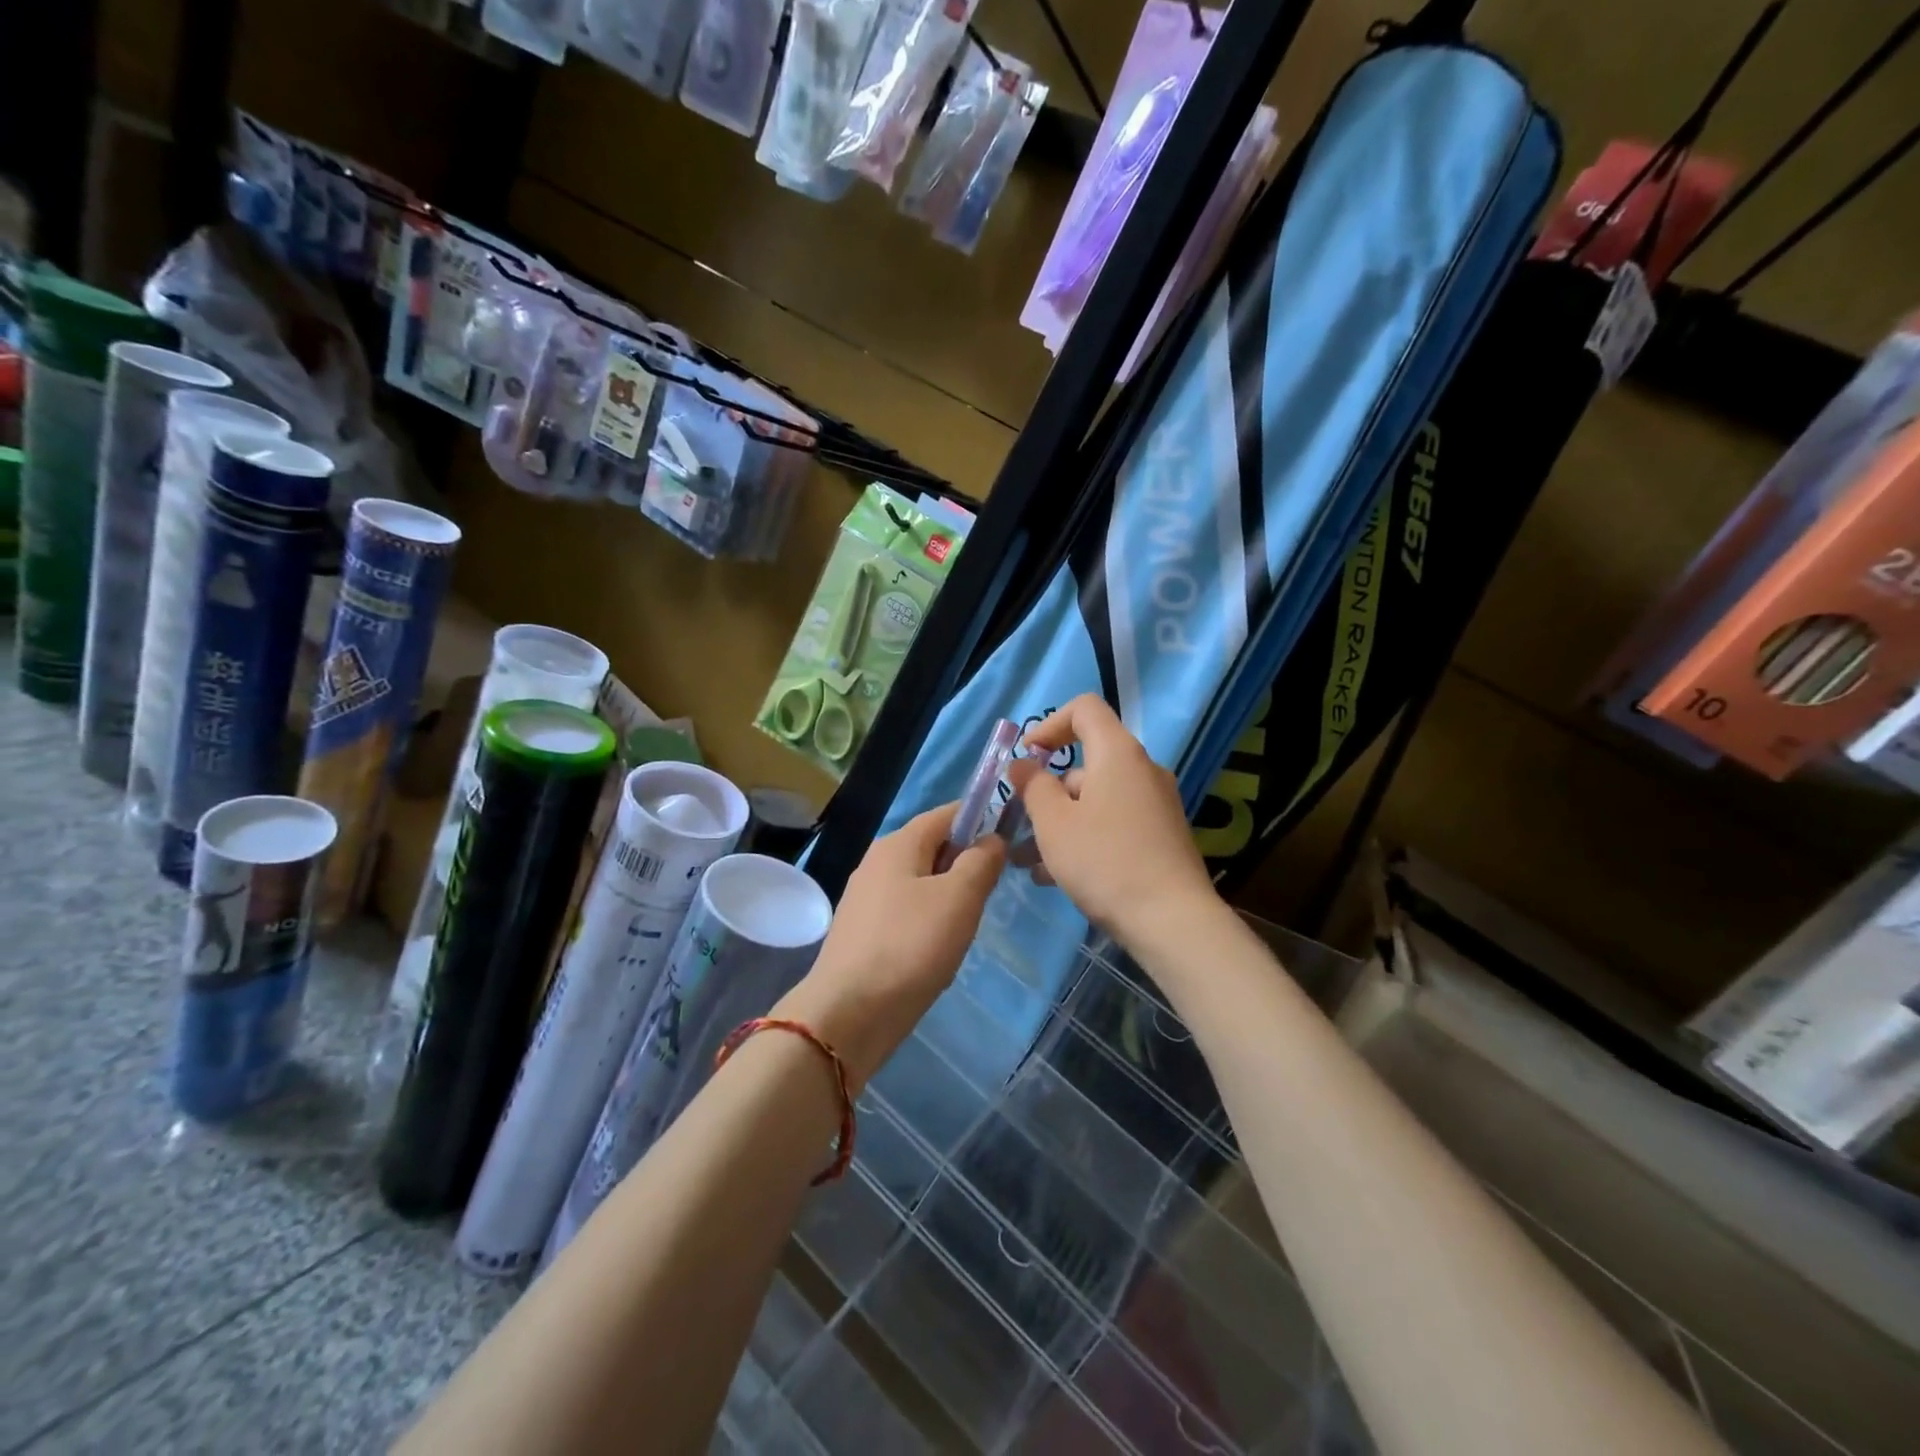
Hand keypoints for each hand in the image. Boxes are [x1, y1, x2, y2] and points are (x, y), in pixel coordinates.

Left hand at [775, 803, 1003, 1087]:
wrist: (849, 1013)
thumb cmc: (911, 946)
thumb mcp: (959, 898)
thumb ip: (981, 861)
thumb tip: (992, 839)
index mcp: (898, 844)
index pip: (946, 814)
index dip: (980, 820)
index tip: (1010, 841)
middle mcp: (876, 863)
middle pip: (932, 848)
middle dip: (965, 863)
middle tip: (991, 893)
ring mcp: (865, 899)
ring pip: (920, 883)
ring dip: (948, 897)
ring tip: (967, 927)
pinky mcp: (862, 933)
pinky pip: (906, 913)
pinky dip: (928, 922)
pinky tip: (938, 951)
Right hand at [1007, 694, 1217, 946]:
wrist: (1172, 921)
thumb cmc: (1105, 861)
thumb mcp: (1054, 823)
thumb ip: (1033, 786)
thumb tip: (1023, 764)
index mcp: (1118, 753)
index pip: (1084, 709)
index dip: (1049, 725)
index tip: (1025, 759)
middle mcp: (1142, 770)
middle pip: (1086, 762)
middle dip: (1046, 791)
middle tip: (1019, 824)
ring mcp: (1155, 804)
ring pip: (1096, 800)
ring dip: (1059, 823)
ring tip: (1028, 862)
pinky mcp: (1161, 836)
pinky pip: (1113, 823)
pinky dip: (1084, 838)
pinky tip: (1056, 877)